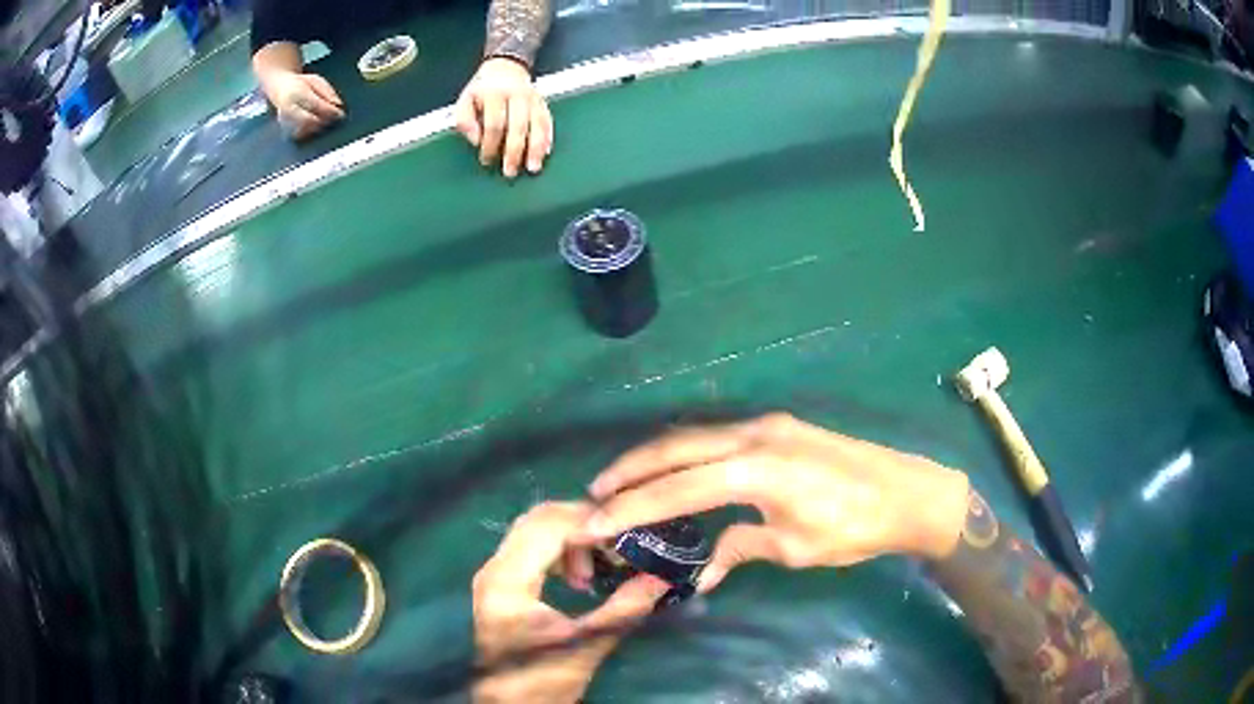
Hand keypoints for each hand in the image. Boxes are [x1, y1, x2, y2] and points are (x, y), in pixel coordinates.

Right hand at [263, 71, 344, 140]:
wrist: (280, 87)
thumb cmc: (301, 83)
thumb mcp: (316, 80)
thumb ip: (327, 92)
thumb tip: (338, 105)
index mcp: (297, 92)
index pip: (315, 104)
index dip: (329, 111)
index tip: (341, 114)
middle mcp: (288, 108)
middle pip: (308, 120)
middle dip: (324, 122)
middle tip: (335, 121)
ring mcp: (284, 120)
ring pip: (302, 131)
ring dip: (317, 129)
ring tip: (327, 124)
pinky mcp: (283, 128)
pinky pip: (297, 135)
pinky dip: (309, 134)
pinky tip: (316, 129)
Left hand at [454, 58, 553, 178]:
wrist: (506, 67)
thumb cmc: (483, 89)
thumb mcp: (465, 99)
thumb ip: (465, 120)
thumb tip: (476, 140)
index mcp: (494, 94)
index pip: (494, 124)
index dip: (490, 145)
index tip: (486, 160)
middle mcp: (517, 95)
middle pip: (518, 127)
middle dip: (514, 151)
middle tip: (509, 172)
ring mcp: (533, 99)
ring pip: (537, 125)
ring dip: (535, 149)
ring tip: (532, 168)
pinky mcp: (543, 103)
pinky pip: (548, 122)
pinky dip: (547, 138)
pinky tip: (545, 153)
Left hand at [473, 502, 668, 703]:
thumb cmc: (543, 680)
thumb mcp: (587, 645)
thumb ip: (624, 608)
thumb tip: (663, 577)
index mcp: (507, 582)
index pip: (547, 527)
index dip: (590, 523)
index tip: (628, 536)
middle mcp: (494, 568)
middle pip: (537, 519)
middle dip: (583, 526)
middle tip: (617, 546)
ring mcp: (494, 574)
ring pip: (534, 529)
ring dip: (572, 539)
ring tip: (598, 570)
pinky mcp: (501, 583)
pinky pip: (531, 547)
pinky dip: (560, 551)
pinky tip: (581, 578)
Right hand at [579, 413, 971, 591]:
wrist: (908, 492)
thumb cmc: (854, 527)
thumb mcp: (795, 548)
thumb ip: (741, 548)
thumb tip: (702, 572)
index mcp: (756, 470)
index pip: (676, 488)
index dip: (630, 507)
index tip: (593, 521)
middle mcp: (753, 436)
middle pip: (674, 447)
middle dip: (629, 470)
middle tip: (593, 493)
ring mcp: (766, 424)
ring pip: (693, 436)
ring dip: (654, 458)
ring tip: (620, 482)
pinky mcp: (778, 426)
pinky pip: (716, 436)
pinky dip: (684, 453)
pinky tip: (673, 470)